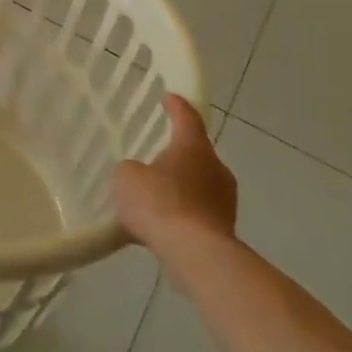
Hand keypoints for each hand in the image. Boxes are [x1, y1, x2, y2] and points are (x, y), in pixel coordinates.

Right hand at [111, 96, 237, 248]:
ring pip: (200, 185)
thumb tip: (140, 178)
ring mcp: (225, 201)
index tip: (169, 98)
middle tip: (157, 156)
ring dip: (181, 187)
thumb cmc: (159, 203)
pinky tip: (162, 225)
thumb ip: (132, 171)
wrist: (193, 253)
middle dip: (178, 154)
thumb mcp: (126, 177)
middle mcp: (216, 169)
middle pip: (197, 154)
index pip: (187, 117)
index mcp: (194, 148)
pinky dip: (182, 214)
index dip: (176, 106)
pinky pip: (198, 213)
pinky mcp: (224, 230)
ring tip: (156, 196)